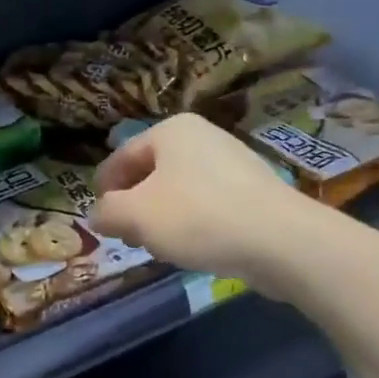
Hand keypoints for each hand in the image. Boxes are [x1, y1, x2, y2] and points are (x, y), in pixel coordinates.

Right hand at [90, 114, 297, 288]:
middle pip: (151, 172)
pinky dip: (192, 222)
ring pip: (179, 190)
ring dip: (161, 216)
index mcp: (171, 130)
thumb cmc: (197, 217)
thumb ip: (107, 212)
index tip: (98, 217)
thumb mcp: (135, 215)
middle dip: (134, 205)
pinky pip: (208, 204)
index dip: (103, 188)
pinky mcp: (253, 191)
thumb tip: (99, 215)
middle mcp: (203, 136)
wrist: (280, 240)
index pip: (121, 156)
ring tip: (158, 246)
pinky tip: (193, 247)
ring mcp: (232, 162)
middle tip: (126, 236)